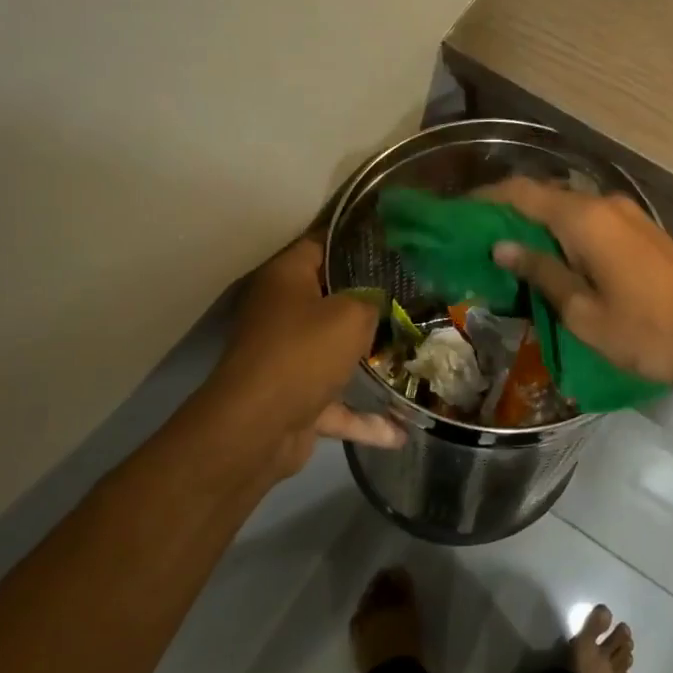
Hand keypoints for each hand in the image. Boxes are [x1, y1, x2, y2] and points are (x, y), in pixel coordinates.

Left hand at [205, 236, 404, 476]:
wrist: (258, 428)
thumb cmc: (304, 353)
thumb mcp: (352, 314)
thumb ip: (372, 301)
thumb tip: (378, 303)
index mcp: (286, 278)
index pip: (322, 244)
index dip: (357, 241)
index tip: (396, 241)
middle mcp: (281, 312)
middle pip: (331, 298)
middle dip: (371, 301)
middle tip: (415, 293)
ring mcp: (286, 358)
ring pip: (334, 352)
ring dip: (368, 361)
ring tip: (413, 354)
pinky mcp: (293, 398)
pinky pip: (336, 403)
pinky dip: (364, 417)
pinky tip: (400, 431)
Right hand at [480, 178, 672, 400]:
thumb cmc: (646, 331)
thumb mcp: (583, 312)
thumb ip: (542, 272)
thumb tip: (502, 245)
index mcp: (585, 218)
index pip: (522, 193)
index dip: (486, 198)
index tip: (457, 212)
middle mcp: (606, 205)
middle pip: (547, 196)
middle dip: (510, 211)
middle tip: (478, 237)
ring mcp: (629, 216)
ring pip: (570, 209)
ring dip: (539, 223)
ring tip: (510, 251)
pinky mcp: (644, 232)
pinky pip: (593, 222)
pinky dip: (566, 233)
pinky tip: (554, 257)